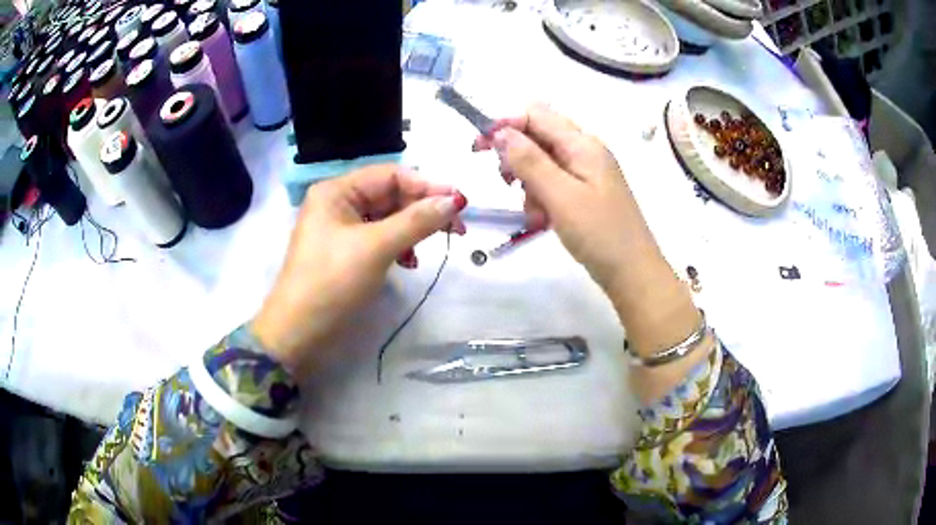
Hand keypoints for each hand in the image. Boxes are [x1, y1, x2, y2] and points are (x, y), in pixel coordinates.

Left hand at [252, 165, 466, 378]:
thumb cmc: (332, 283)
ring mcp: (340, 228)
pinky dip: (397, 246)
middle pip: (389, 195)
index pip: (390, 175)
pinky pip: (379, 238)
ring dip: (411, 229)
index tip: (459, 203)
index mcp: (337, 191)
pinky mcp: (345, 252)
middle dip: (421, 210)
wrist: (298, 333)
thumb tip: (454, 200)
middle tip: (455, 229)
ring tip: (426, 249)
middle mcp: (338, 203)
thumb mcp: (376, 248)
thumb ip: (416, 221)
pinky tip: (408, 262)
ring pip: (387, 218)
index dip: (426, 186)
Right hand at [473, 104, 655, 298]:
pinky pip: (553, 183)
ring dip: (528, 183)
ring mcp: (586, 172)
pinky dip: (541, 198)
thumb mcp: (560, 196)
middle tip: (508, 185)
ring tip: (535, 213)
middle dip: (517, 158)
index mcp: (582, 144)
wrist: (633, 273)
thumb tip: (500, 131)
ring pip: (542, 162)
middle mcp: (584, 151)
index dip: (505, 124)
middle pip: (537, 136)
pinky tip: (543, 221)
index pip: (535, 114)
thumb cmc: (599, 234)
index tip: (479, 149)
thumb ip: (529, 161)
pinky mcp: (585, 192)